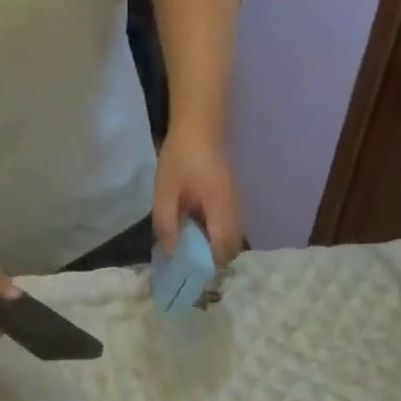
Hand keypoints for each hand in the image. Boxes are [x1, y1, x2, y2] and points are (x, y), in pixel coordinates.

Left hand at [152, 127, 243, 267]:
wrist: (199, 125)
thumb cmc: (180, 157)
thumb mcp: (165, 192)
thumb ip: (166, 224)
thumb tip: (171, 253)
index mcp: (220, 209)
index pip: (222, 248)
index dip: (209, 265)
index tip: (191, 275)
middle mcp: (234, 210)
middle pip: (232, 248)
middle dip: (214, 261)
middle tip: (190, 267)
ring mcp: (235, 205)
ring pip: (232, 239)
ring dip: (215, 249)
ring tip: (191, 253)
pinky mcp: (231, 200)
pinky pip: (228, 227)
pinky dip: (216, 237)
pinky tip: (196, 234)